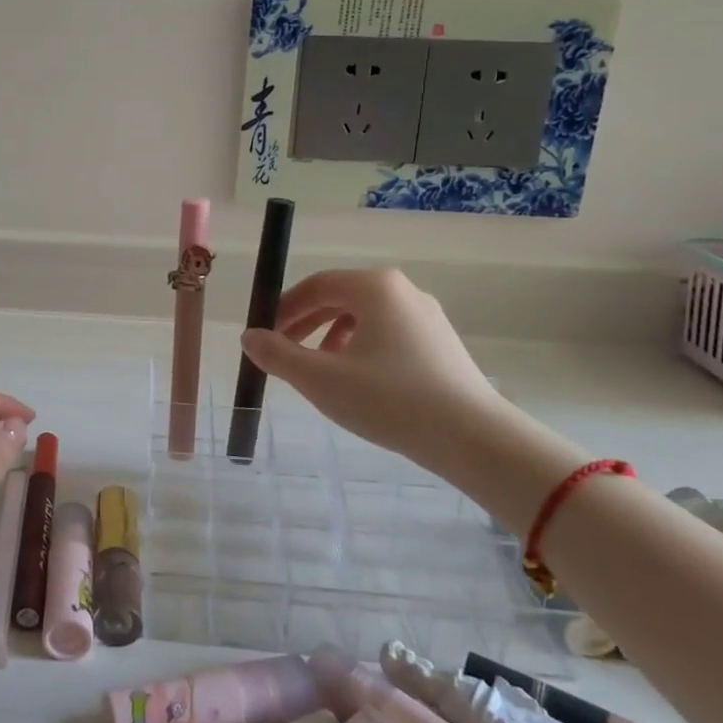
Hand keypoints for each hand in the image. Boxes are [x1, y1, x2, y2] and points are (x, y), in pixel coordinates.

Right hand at [239, 269, 504, 467]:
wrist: (472, 438)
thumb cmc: (389, 399)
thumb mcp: (320, 379)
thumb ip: (277, 354)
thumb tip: (249, 337)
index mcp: (374, 287)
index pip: (316, 285)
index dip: (283, 308)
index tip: (265, 335)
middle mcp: (402, 291)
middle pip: (340, 297)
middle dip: (306, 323)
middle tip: (284, 351)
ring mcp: (427, 316)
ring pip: (365, 317)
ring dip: (332, 338)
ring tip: (319, 371)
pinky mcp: (442, 343)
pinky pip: (389, 334)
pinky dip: (362, 349)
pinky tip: (358, 383)